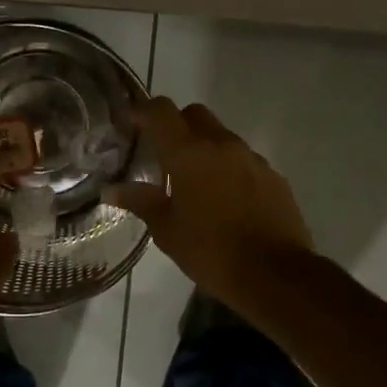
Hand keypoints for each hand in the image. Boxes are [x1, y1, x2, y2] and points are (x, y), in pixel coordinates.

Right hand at [104, 98, 314, 310]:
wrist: (276, 274)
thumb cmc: (212, 252)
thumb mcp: (167, 230)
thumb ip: (140, 202)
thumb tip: (111, 189)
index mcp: (189, 153)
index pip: (161, 111)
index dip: (143, 111)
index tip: (130, 123)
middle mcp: (221, 145)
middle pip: (194, 114)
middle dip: (175, 125)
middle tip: (162, 154)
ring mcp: (251, 158)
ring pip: (221, 136)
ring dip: (203, 148)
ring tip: (193, 182)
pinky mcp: (273, 175)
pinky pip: (243, 159)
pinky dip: (227, 167)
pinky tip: (224, 199)